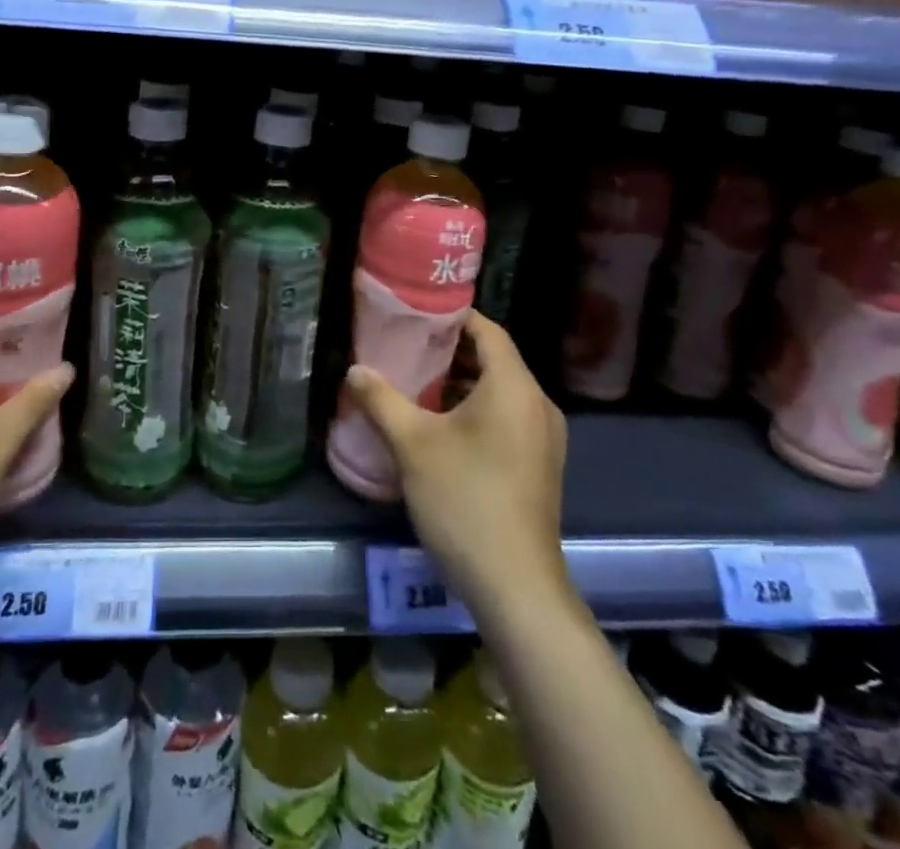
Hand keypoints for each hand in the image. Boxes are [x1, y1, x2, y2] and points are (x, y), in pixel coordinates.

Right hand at [345, 311, 567, 617]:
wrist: (515, 586)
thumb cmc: (464, 499)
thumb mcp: (412, 444)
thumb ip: (381, 399)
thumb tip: (355, 370)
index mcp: (514, 387)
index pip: (488, 331)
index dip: (454, 317)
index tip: (417, 314)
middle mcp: (537, 404)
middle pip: (495, 360)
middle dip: (451, 351)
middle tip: (407, 347)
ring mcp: (544, 438)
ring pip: (500, 392)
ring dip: (462, 383)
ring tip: (417, 384)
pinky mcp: (540, 465)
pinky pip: (508, 418)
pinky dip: (477, 410)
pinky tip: (441, 426)